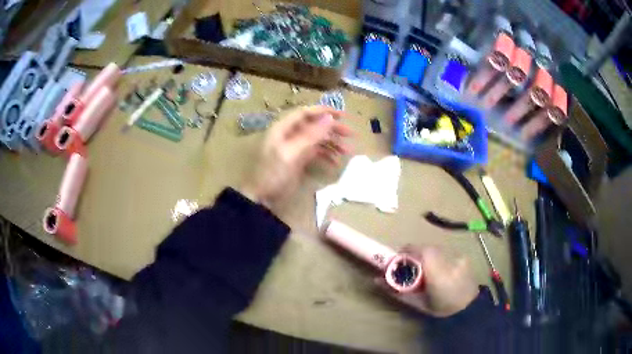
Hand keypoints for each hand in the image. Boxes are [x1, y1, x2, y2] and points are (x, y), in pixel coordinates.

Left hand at [241, 106, 351, 210]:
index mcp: (283, 128)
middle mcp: (289, 134)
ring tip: (347, 152)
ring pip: (317, 139)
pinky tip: (335, 163)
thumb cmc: (273, 174)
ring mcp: (294, 147)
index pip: (305, 112)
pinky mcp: (298, 159)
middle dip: (332, 129)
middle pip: (314, 125)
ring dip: (332, 143)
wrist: (261, 198)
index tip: (343, 116)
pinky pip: (315, 152)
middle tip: (351, 135)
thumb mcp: (291, 153)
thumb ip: (310, 135)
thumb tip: (329, 118)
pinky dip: (326, 155)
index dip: (324, 111)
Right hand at [376, 246, 478, 317]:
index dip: (407, 250)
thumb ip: (397, 290)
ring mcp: (460, 258)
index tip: (398, 257)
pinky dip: (440, 258)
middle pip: (428, 248)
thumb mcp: (415, 303)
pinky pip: (447, 253)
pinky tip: (440, 270)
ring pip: (437, 249)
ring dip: (428, 256)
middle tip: (410, 265)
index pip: (421, 252)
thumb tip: (376, 280)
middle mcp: (451, 262)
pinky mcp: (465, 258)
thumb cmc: (437, 310)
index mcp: (437, 276)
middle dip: (416, 254)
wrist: (466, 311)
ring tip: (426, 269)